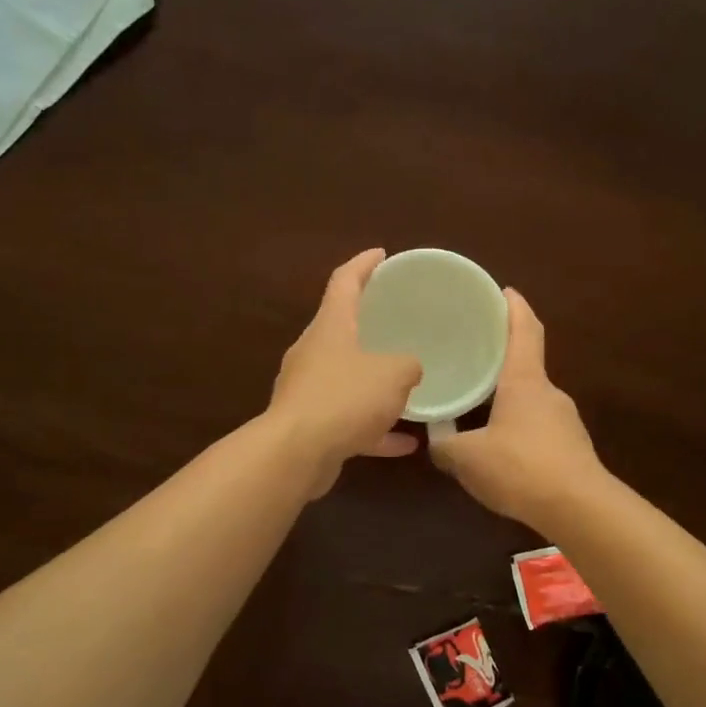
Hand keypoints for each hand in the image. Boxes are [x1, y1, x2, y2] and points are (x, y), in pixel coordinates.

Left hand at [266, 249, 423, 497]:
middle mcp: (314, 352)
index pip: (344, 282)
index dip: (364, 264)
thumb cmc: (345, 398)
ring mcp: (308, 389)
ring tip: (404, 385)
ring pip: (346, 377)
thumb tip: (409, 368)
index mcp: (330, 326)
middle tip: (395, 319)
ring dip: (373, 382)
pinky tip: (403, 443)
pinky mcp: (309, 424)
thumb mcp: (393, 374)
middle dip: (368, 324)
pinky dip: (373, 427)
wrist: (296, 453)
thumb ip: (408, 365)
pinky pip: (348, 418)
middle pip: (341, 328)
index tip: (381, 253)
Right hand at [430, 288, 604, 528]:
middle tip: (474, 355)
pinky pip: (538, 427)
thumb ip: (445, 446)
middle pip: (527, 364)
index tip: (505, 291)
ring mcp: (565, 421)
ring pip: (531, 399)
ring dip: (508, 398)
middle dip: (503, 357)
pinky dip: (518, 427)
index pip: (525, 330)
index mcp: (525, 381)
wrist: (579, 508)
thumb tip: (435, 440)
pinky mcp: (572, 448)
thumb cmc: (521, 467)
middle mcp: (548, 392)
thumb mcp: (468, 458)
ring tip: (478, 406)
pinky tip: (500, 449)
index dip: (515, 307)